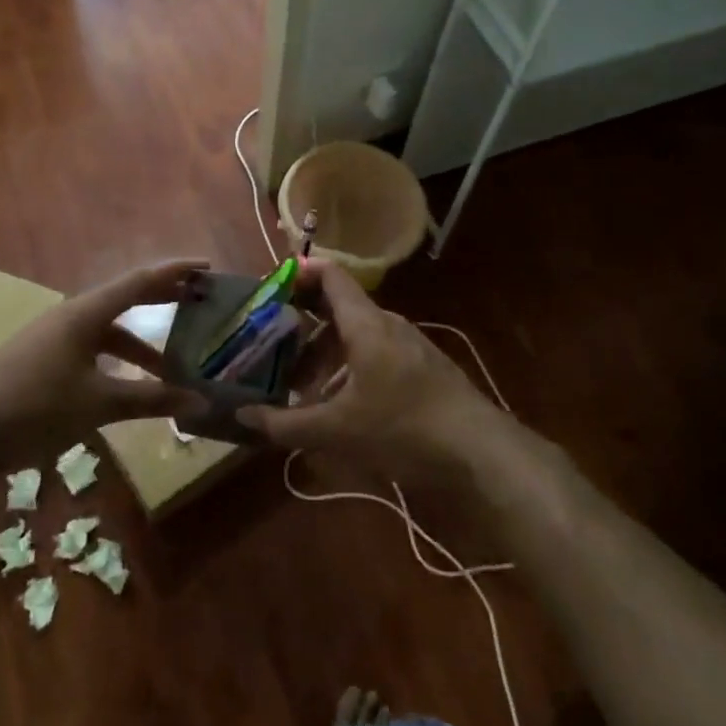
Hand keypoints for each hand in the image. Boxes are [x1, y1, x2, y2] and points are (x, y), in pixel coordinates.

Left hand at [0, 259, 210, 475]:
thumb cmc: (34, 407)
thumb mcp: (98, 404)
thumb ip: (150, 400)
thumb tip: (201, 399)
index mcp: (85, 313)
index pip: (140, 281)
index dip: (176, 271)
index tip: (208, 267)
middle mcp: (71, 316)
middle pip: (125, 299)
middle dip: (162, 301)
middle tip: (198, 303)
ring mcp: (53, 338)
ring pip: (108, 332)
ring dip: (140, 344)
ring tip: (171, 367)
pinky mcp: (42, 360)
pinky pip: (91, 350)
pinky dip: (116, 362)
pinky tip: (127, 387)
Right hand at [237, 260, 501, 478]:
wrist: (481, 452)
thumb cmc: (404, 427)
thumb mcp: (338, 430)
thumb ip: (287, 424)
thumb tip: (244, 417)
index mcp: (366, 323)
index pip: (330, 275)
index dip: (300, 273)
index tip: (270, 288)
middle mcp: (388, 324)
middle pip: (339, 308)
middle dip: (303, 324)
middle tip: (272, 344)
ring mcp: (409, 345)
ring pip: (357, 335)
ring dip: (326, 352)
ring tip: (301, 384)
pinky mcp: (423, 369)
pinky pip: (376, 353)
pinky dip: (349, 367)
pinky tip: (340, 404)